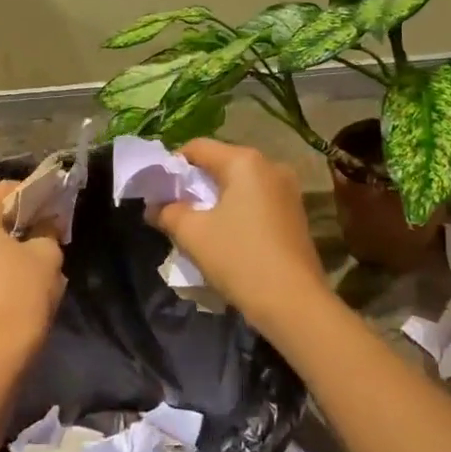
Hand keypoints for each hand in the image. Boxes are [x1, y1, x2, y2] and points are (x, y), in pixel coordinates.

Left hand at [0, 181, 65, 369]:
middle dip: (14, 224)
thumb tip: (44, 226)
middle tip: (44, 237)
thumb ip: (47, 232)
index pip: (7, 191)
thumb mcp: (47, 256)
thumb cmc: (20, 295)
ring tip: (27, 266)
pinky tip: (8, 289)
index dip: (35, 196)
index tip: (55, 208)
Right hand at [149, 138, 332, 334]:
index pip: (198, 148)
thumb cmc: (239, 258)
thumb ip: (168, 212)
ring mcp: (288, 190)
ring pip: (239, 185)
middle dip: (194, 184)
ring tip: (196, 226)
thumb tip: (154, 207)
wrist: (293, 303)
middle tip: (173, 209)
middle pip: (221, 164)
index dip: (172, 165)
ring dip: (215, 200)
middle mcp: (271, 166)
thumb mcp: (193, 234)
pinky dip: (236, 211)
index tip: (157, 190)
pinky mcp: (295, 214)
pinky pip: (256, 201)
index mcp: (245, 161)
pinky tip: (225, 236)